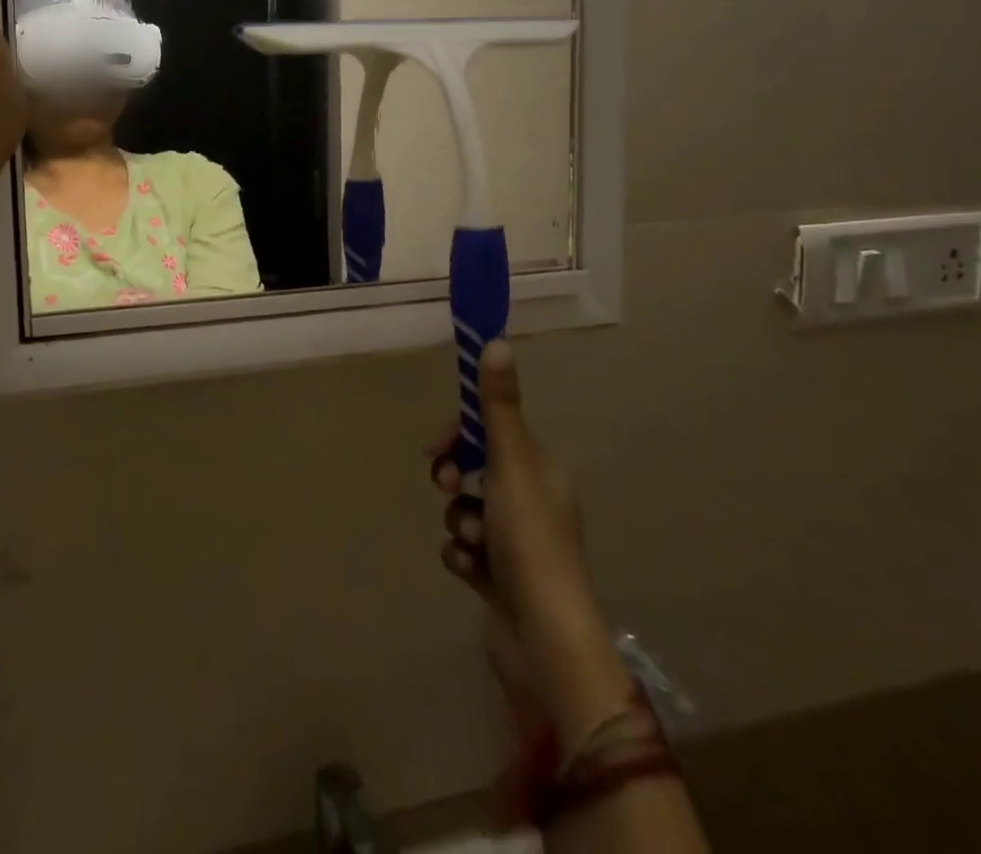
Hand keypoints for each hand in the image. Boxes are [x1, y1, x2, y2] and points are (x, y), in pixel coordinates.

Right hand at [430, 341, 629, 743]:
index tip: (436, 447)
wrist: (544, 639)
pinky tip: (471, 571)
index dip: (460, 435)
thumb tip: (497, 340)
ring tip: (471, 543)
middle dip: (456, 478)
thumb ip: (498, 405)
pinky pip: (465, 550)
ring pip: (467, 512)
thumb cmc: (531, 539)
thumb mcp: (511, 462)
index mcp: (543, 471)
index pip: (494, 433)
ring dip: (460, 523)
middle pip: (477, 471)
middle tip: (450, 489)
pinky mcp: (501, 579)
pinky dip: (462, 557)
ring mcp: (518, 544)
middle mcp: (534, 503)